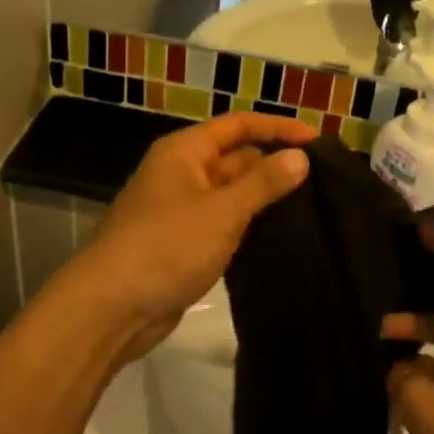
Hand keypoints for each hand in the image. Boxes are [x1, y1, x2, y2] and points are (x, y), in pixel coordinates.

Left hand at [49, 113, 314, 365]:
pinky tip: (280, 236)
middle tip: (322, 180)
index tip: (317, 140)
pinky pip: (222, 222)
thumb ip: (264, 183)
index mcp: (184, 152)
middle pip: (235, 158)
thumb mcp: (222, 212)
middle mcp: (181, 173)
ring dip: (263, 198)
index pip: (238, 126)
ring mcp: (180, 209)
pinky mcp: (182, 243)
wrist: (111, 308)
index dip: (277, 128)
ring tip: (312, 207)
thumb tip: (301, 156)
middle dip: (273, 165)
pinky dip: (248, 225)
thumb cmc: (166, 247)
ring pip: (230, 193)